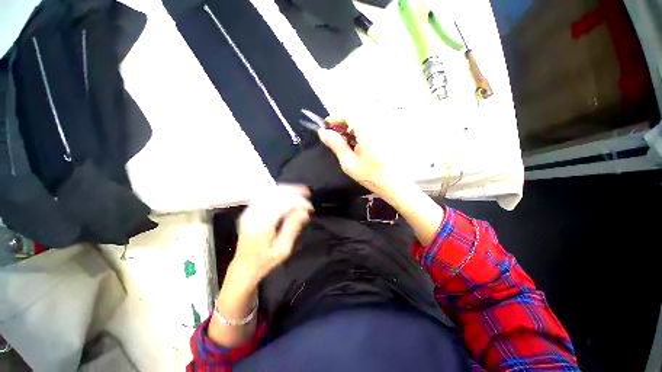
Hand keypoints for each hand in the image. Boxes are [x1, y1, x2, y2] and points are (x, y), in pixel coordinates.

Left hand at [232, 185, 312, 285]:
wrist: (243, 267)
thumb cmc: (264, 262)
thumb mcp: (282, 249)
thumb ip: (292, 228)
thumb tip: (304, 212)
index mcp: (262, 224)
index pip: (283, 204)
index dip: (298, 202)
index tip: (310, 208)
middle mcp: (254, 213)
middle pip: (276, 193)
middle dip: (294, 191)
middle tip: (308, 194)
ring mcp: (250, 210)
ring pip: (270, 192)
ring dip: (287, 189)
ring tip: (301, 191)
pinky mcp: (250, 210)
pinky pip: (266, 195)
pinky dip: (279, 192)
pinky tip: (288, 194)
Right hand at [318, 118, 401, 199]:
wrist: (397, 184)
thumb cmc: (371, 176)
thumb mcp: (349, 163)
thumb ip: (336, 145)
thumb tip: (322, 132)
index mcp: (367, 130)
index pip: (348, 113)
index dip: (335, 117)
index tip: (326, 126)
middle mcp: (379, 123)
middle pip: (357, 112)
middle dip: (344, 121)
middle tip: (336, 134)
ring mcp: (387, 126)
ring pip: (366, 116)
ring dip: (354, 124)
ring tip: (348, 138)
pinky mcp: (392, 130)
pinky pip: (375, 122)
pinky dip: (364, 127)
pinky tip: (362, 140)